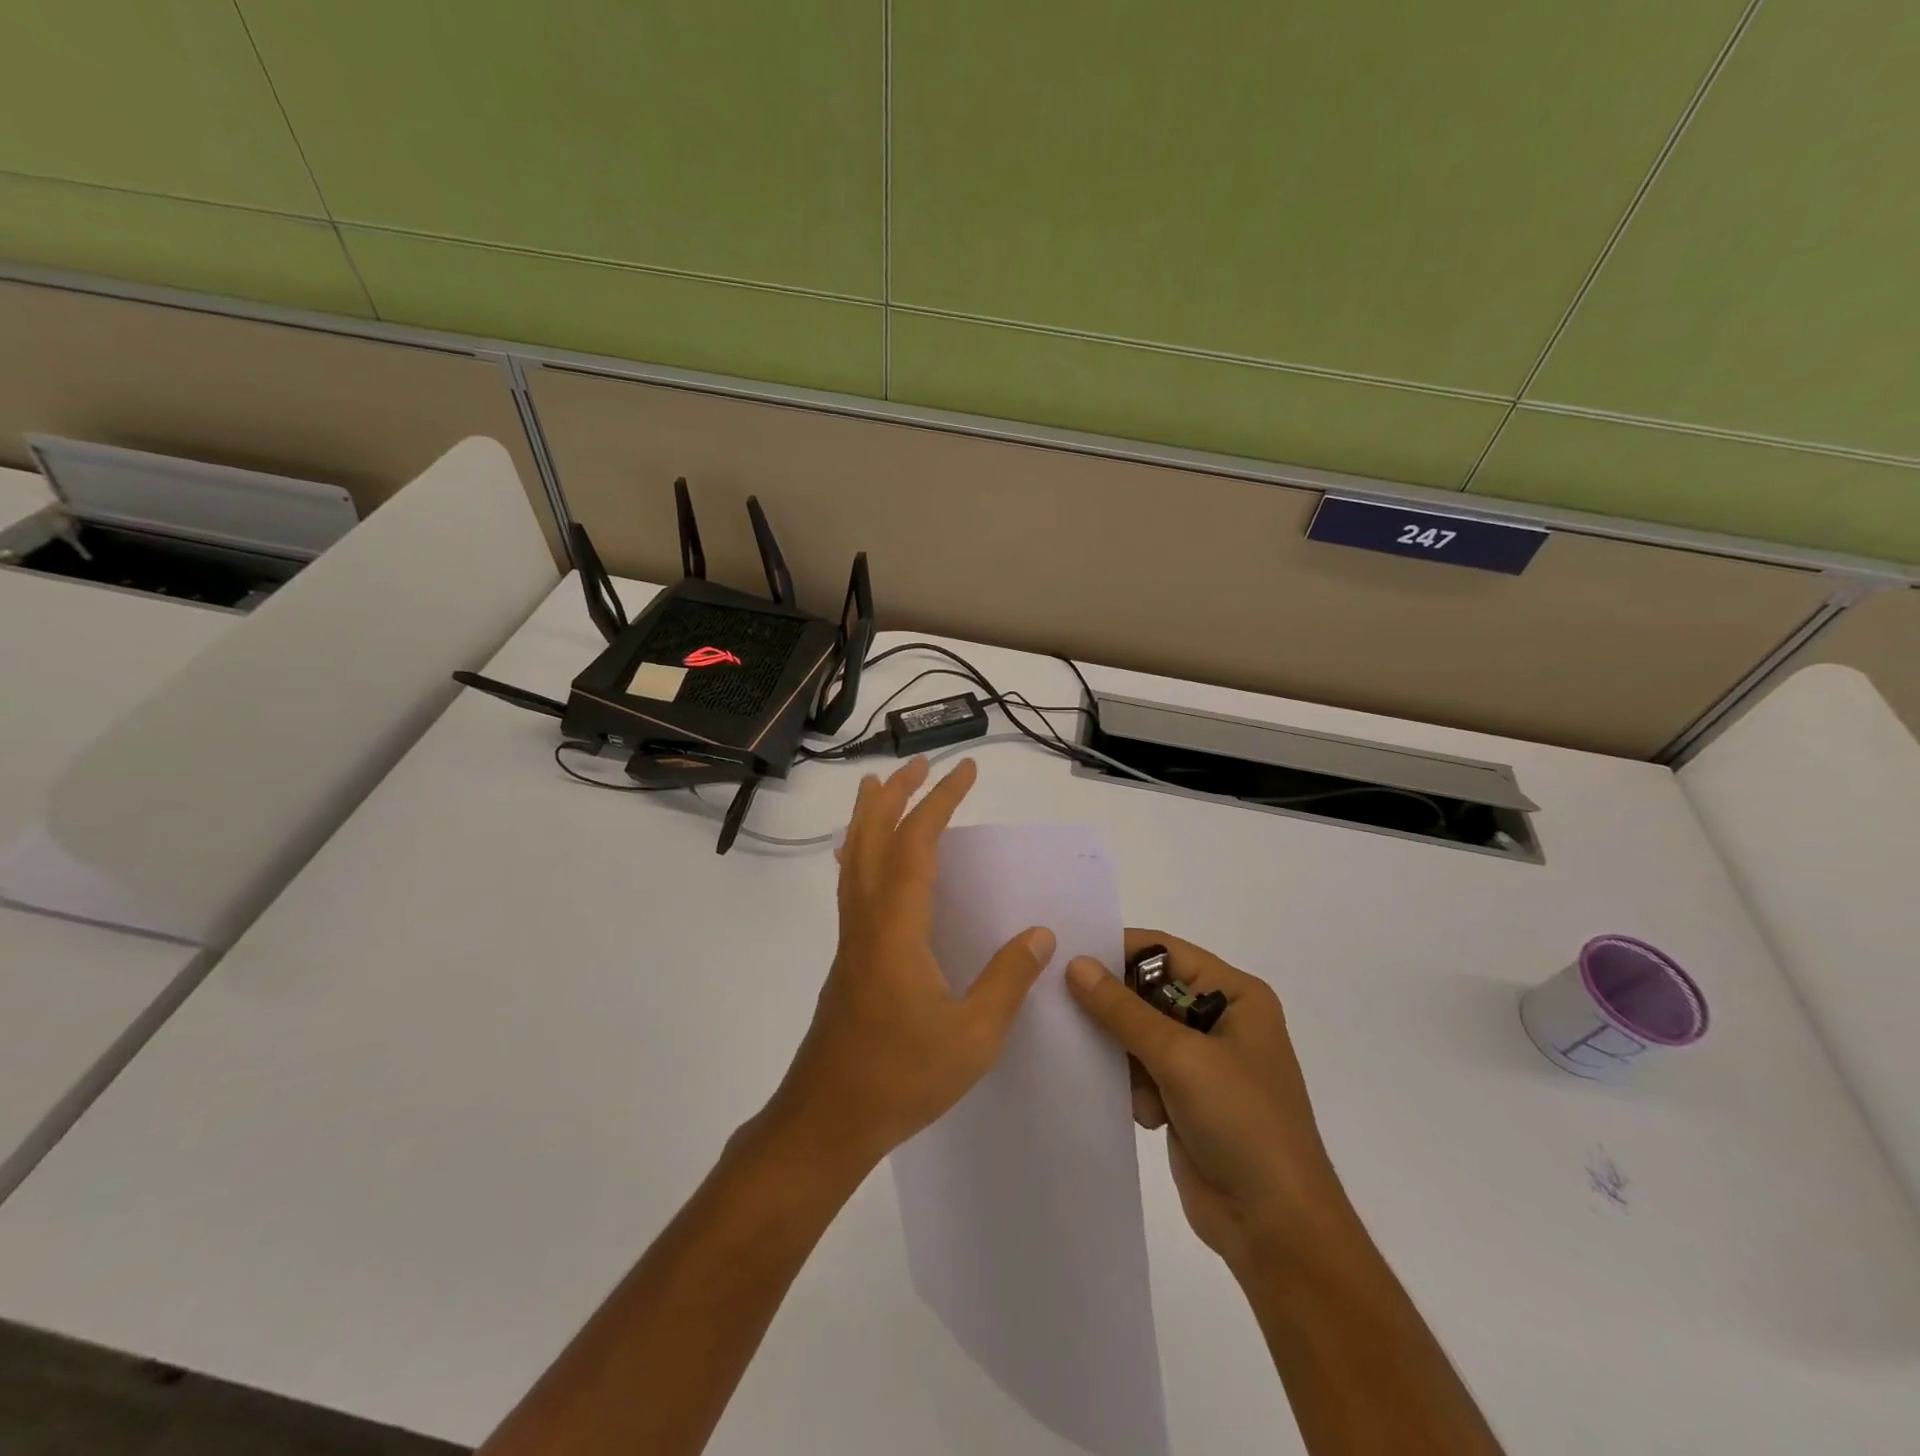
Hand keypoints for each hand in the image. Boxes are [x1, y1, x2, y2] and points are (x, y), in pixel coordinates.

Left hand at [766, 756, 1054, 1173]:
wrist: (827, 1117)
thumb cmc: (901, 1077)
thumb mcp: (972, 1036)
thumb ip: (1007, 980)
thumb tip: (1040, 934)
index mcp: (896, 927)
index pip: (917, 844)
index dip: (941, 802)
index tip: (964, 771)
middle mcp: (867, 919)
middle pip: (872, 837)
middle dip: (895, 794)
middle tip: (919, 764)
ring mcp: (851, 938)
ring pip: (855, 858)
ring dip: (871, 817)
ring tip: (881, 788)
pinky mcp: (848, 958)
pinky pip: (852, 884)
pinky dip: (862, 852)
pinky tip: (872, 863)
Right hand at [1065, 931, 1353, 1272]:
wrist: (1277, 1228)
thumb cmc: (1242, 1123)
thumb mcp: (1180, 1057)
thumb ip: (1123, 1010)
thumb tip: (1076, 964)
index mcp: (1235, 995)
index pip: (1165, 952)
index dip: (1118, 951)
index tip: (1067, 955)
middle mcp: (1219, 1020)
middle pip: (1148, 991)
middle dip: (1114, 1006)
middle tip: (1063, 1006)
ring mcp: (1203, 1062)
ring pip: (1139, 1033)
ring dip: (1122, 1052)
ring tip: (1111, 1073)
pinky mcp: (1186, 1098)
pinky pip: (1142, 1070)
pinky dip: (1133, 1084)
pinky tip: (1142, 1112)